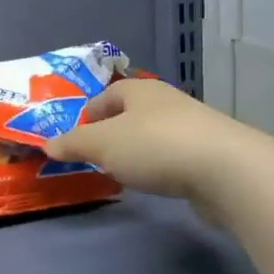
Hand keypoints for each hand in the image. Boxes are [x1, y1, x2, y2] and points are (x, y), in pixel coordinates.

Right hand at [41, 78, 262, 214]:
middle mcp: (168, 101)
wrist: (225, 169)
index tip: (77, 136)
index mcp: (140, 91)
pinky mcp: (210, 153)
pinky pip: (175, 155)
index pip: (108, 95)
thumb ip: (75, 144)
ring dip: (139, 149)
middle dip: (114, 132)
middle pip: (133, 113)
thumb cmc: (155, 146)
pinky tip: (157, 182)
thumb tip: (48, 144)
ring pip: (155, 134)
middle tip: (97, 156)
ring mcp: (193, 126)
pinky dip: (161, 165)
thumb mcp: (103, 145)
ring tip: (125, 172)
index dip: (90, 113)